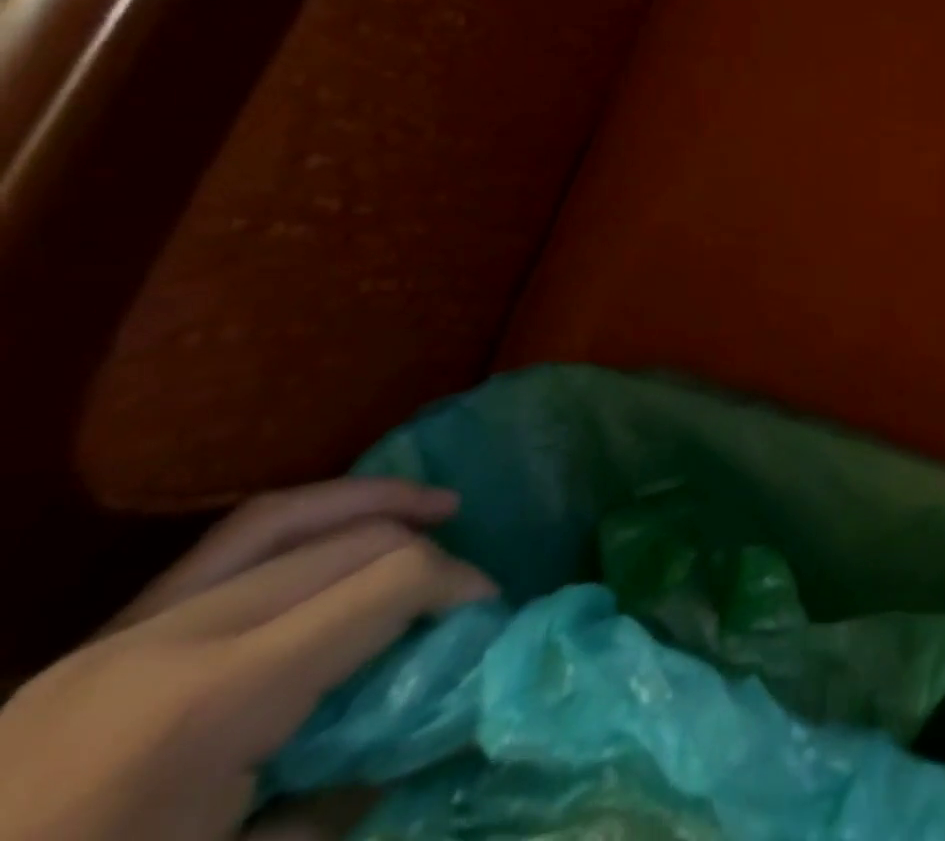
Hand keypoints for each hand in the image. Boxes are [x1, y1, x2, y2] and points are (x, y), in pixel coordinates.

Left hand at [0, 480, 494, 840]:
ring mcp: (127, 628)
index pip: (382, 584)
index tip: (488, 610)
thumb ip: (342, 795)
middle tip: (464, 593)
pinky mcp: (103, 634)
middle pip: (349, 545)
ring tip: (438, 506)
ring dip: (376, 502)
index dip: (456, 582)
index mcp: (213, 703)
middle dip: (428, 555)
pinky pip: (226, 543)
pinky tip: (341, 526)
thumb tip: (425, 725)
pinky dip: (305, 518)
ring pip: (288, 516)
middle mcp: (177, 637)